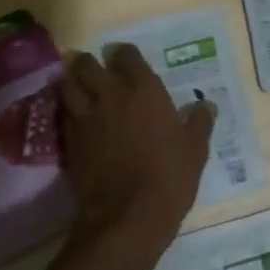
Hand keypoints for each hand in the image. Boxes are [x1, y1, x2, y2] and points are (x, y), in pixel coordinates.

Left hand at [59, 45, 213, 254]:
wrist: (128, 214)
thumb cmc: (169, 177)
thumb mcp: (195, 150)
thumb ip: (199, 123)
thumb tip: (206, 105)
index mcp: (144, 89)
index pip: (127, 55)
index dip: (125, 56)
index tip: (127, 62)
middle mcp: (110, 94)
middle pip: (87, 64)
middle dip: (90, 64)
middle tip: (97, 73)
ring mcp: (85, 115)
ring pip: (67, 83)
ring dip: (72, 82)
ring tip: (79, 88)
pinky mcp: (69, 139)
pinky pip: (62, 112)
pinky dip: (66, 109)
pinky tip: (75, 118)